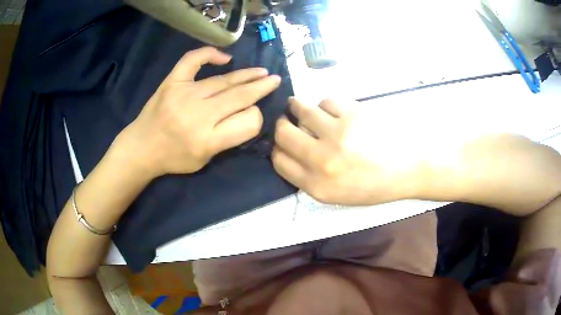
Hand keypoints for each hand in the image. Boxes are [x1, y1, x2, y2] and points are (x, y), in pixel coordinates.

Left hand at [119, 47, 281, 176]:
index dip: (256, 116)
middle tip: (275, 80)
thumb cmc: (173, 158)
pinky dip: (209, 54)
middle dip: (261, 88)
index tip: (255, 113)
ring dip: (246, 75)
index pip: (247, 123)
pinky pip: (192, 60)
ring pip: (223, 80)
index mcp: (207, 141)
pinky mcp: (172, 82)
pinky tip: (225, 57)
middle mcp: (198, 116)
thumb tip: (247, 113)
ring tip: (261, 71)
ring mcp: (183, 95)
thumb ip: (227, 139)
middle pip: (239, 97)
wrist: (141, 148)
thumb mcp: (204, 160)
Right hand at [272, 98, 417, 204]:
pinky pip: (326, 101)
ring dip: (298, 107)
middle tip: (289, 121)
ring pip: (300, 110)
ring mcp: (337, 134)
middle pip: (282, 133)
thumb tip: (290, 152)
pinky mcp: (352, 114)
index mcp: (317, 186)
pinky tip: (336, 112)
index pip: (279, 160)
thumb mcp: (337, 195)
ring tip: (303, 108)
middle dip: (282, 125)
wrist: (407, 170)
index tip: (284, 143)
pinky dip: (326, 105)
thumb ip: (309, 178)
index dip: (277, 149)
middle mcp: (322, 160)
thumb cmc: (374, 185)